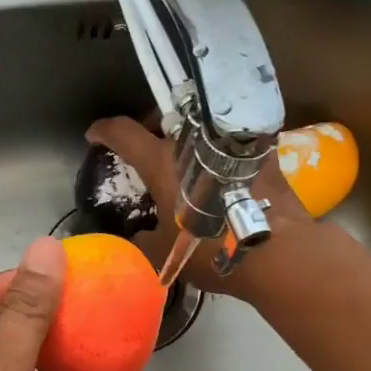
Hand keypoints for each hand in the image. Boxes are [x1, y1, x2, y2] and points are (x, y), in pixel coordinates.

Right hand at [83, 116, 313, 299]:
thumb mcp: (165, 253)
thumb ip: (142, 240)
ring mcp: (230, 142)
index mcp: (163, 161)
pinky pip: (229, 141)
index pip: (123, 132)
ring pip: (199, 124)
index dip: (104, 131)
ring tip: (183, 155)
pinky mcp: (261, 151)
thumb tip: (136, 237)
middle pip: (164, 117)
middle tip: (144, 145)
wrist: (276, 251)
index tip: (95, 135)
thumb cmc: (211, 249)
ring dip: (186, 135)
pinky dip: (217, 150)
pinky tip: (218, 169)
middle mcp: (195, 141)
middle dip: (148, 126)